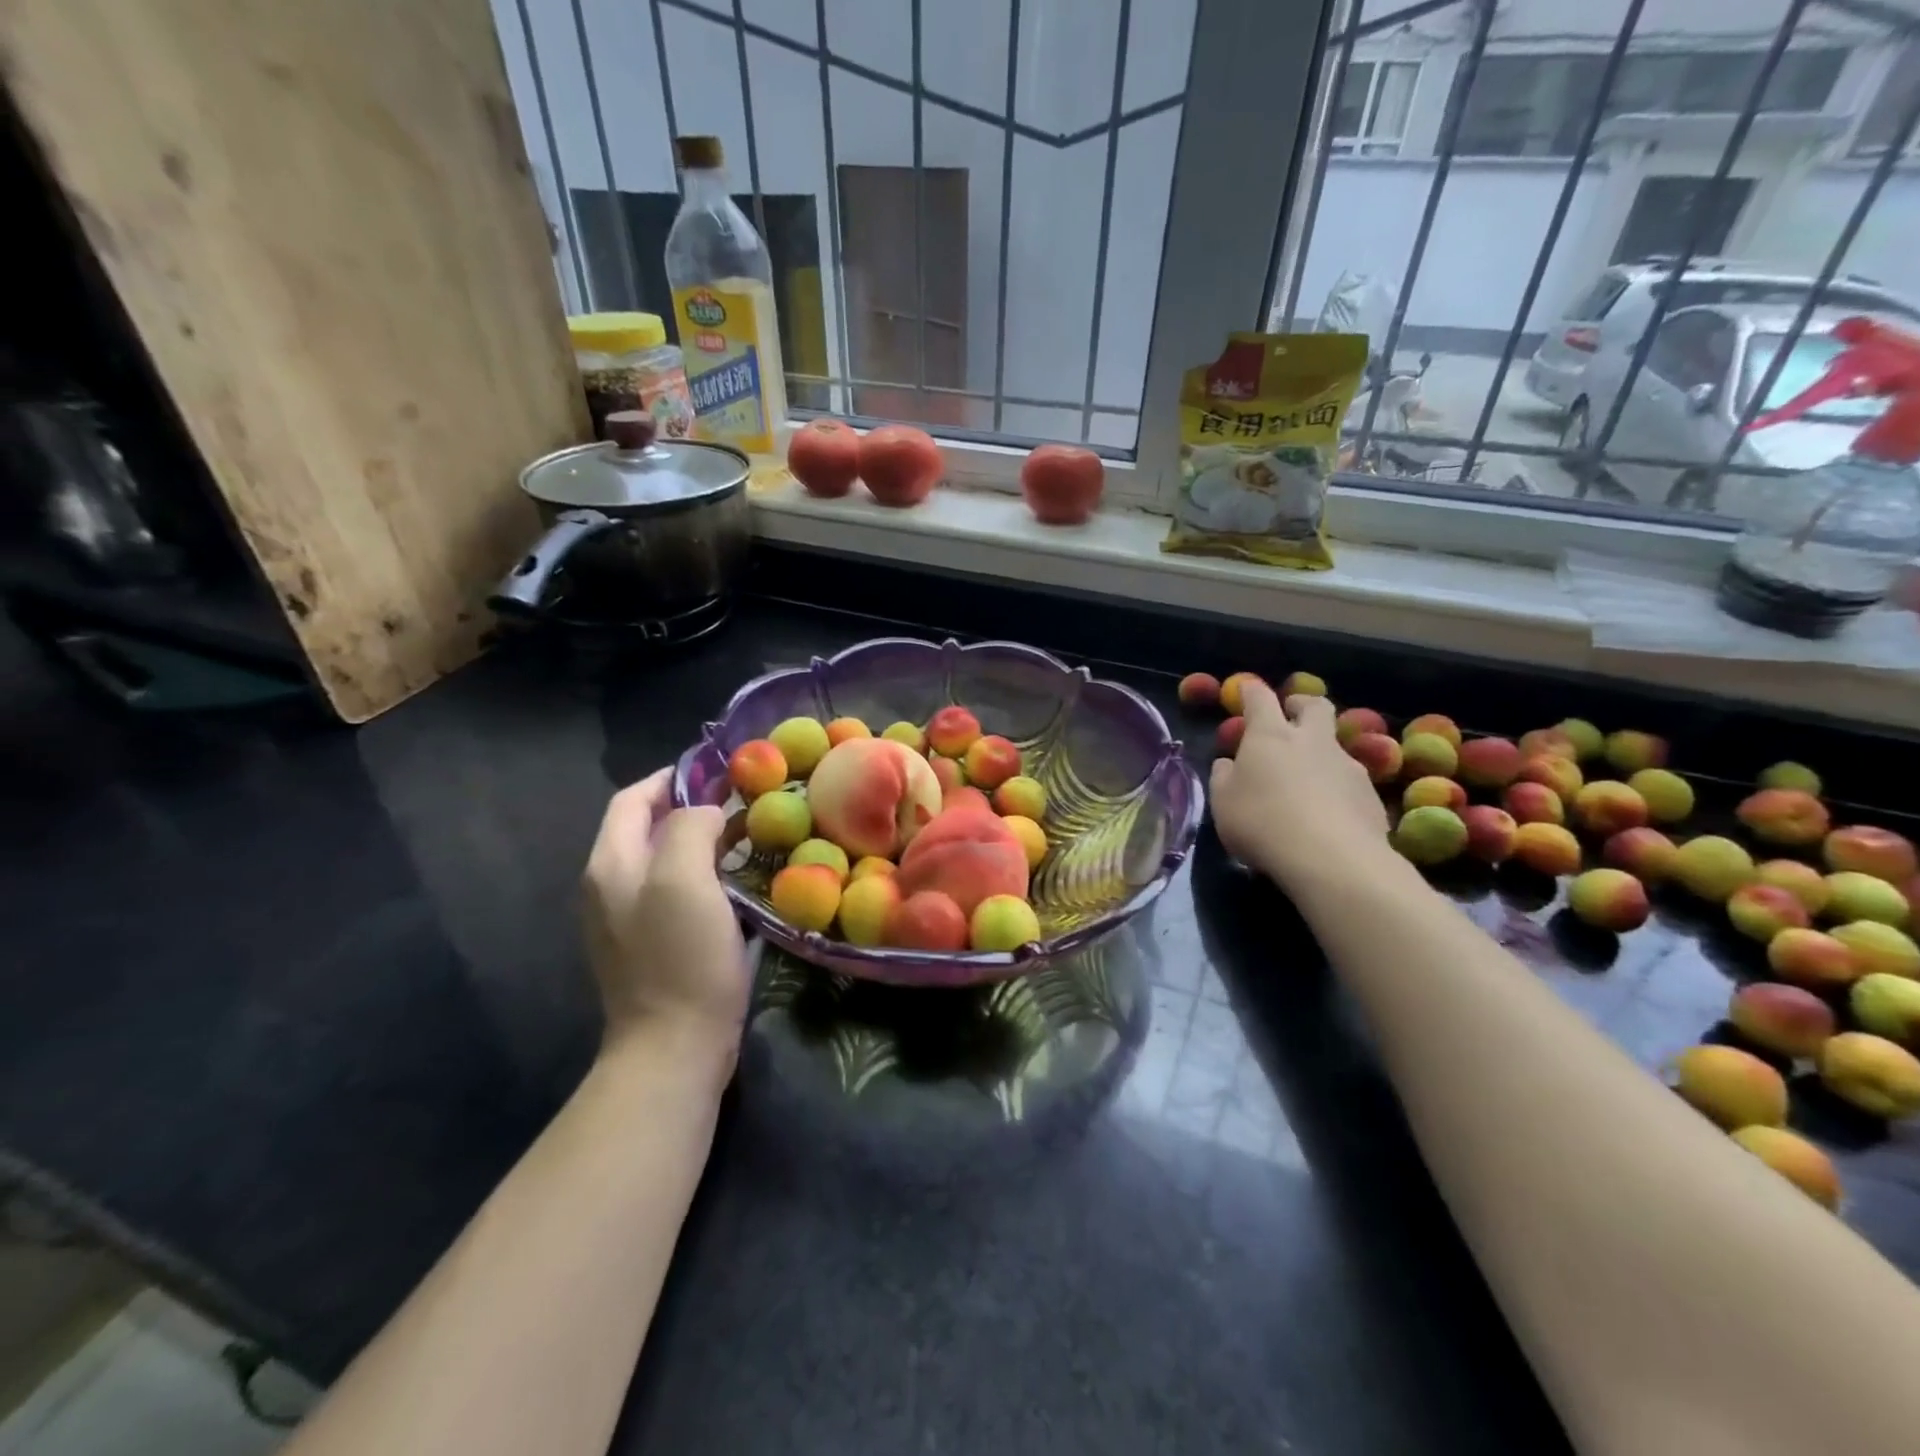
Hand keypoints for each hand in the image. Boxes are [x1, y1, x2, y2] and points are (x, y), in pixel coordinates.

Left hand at [582, 769, 747, 1068]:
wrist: (674, 1047)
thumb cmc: (680, 958)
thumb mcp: (684, 880)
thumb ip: (690, 828)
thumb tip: (706, 813)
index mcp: (611, 865)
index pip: (633, 799)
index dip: (672, 778)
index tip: (719, 772)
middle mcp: (611, 887)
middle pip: (648, 829)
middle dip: (692, 809)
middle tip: (742, 804)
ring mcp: (629, 920)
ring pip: (666, 862)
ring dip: (703, 843)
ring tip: (748, 837)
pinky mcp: (653, 946)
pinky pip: (677, 893)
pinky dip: (705, 877)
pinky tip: (738, 884)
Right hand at [1209, 681, 1391, 892]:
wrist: (1331, 859)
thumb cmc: (1261, 822)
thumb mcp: (1223, 803)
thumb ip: (1224, 777)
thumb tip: (1228, 763)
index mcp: (1270, 735)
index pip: (1259, 698)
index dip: (1251, 692)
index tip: (1246, 690)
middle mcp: (1312, 741)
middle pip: (1315, 706)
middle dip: (1301, 705)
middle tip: (1291, 714)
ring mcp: (1347, 765)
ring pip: (1336, 745)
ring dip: (1321, 752)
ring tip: (1308, 779)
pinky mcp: (1371, 795)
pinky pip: (1351, 782)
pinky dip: (1338, 789)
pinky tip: (1329, 814)